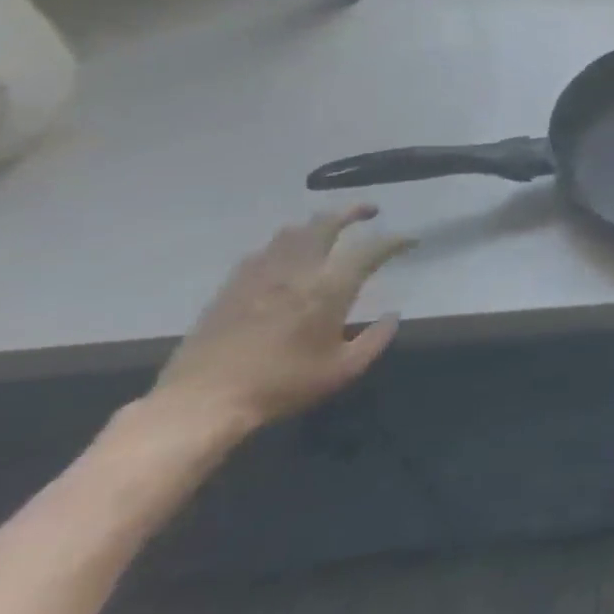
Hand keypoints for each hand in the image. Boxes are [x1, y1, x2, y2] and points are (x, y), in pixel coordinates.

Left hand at [150, 206, 412, 439]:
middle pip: (326, 223)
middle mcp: (297, 270)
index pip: (371, 250)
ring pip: (292, 232)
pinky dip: (284, 244)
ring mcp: (260, 274)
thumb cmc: (282, 385)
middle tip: (369, 211)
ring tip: (328, 229)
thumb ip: (375, 339)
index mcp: (329, 288)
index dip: (395, 241)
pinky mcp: (232, 286)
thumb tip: (393, 315)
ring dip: (316, 224)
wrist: (203, 402)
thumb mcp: (343, 370)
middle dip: (352, 212)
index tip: (410, 240)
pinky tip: (285, 257)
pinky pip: (263, 250)